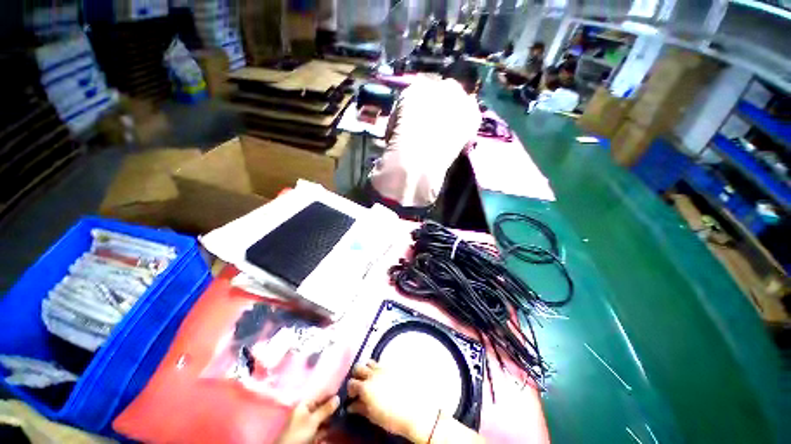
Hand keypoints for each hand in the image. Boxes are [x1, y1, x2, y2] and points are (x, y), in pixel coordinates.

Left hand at [275, 394, 339, 443]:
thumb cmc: (299, 432)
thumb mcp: (313, 420)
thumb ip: (325, 409)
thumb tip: (338, 397)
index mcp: (304, 404)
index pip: (319, 394)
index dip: (330, 393)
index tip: (342, 391)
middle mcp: (305, 410)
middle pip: (321, 405)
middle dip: (331, 406)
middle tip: (344, 404)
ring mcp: (307, 422)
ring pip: (322, 416)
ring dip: (330, 417)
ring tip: (341, 415)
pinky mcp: (309, 432)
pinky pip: (320, 426)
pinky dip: (326, 426)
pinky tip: (334, 426)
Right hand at [347, 360, 439, 443]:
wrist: (416, 410)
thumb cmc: (392, 417)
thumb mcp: (373, 416)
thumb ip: (361, 408)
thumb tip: (352, 405)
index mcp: (366, 387)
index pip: (351, 383)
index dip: (351, 390)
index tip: (353, 396)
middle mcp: (373, 374)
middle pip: (358, 367)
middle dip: (356, 375)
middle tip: (360, 385)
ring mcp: (384, 368)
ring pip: (369, 362)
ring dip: (367, 369)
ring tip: (371, 379)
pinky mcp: (394, 366)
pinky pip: (382, 363)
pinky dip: (378, 368)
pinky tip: (383, 378)